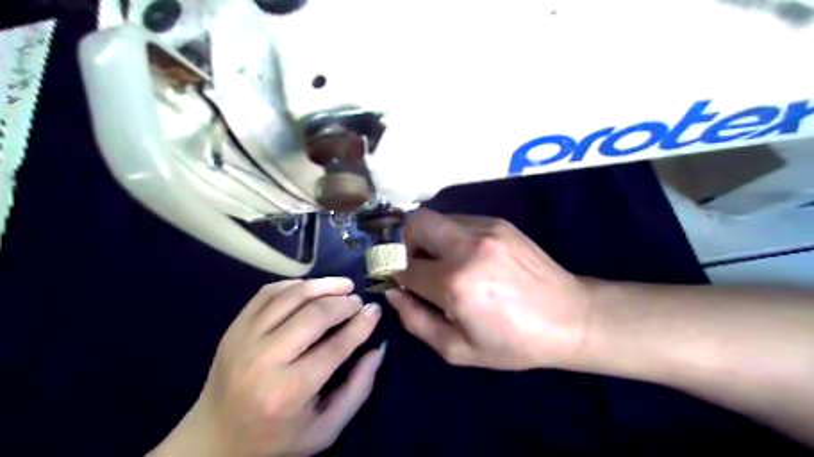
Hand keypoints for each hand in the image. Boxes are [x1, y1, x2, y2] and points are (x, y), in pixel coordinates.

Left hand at [148, 279, 385, 456]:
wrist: (213, 441)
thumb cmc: (276, 438)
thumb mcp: (325, 429)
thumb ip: (357, 389)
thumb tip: (377, 349)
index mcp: (288, 392)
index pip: (335, 346)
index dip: (361, 324)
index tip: (375, 310)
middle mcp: (264, 360)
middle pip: (314, 315)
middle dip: (344, 303)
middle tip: (358, 301)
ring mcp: (243, 339)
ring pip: (291, 296)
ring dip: (322, 285)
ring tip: (342, 286)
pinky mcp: (233, 328)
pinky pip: (268, 292)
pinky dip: (295, 284)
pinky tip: (311, 288)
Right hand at [387, 209, 591, 370]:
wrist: (570, 318)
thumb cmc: (513, 342)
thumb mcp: (457, 349)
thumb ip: (415, 320)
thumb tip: (394, 292)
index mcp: (455, 283)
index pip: (405, 267)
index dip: (397, 275)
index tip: (402, 282)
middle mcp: (467, 246)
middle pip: (416, 223)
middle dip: (406, 242)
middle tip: (418, 264)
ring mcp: (486, 229)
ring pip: (438, 218)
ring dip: (431, 239)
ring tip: (446, 263)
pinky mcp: (500, 223)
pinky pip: (461, 221)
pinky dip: (453, 236)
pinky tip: (471, 258)